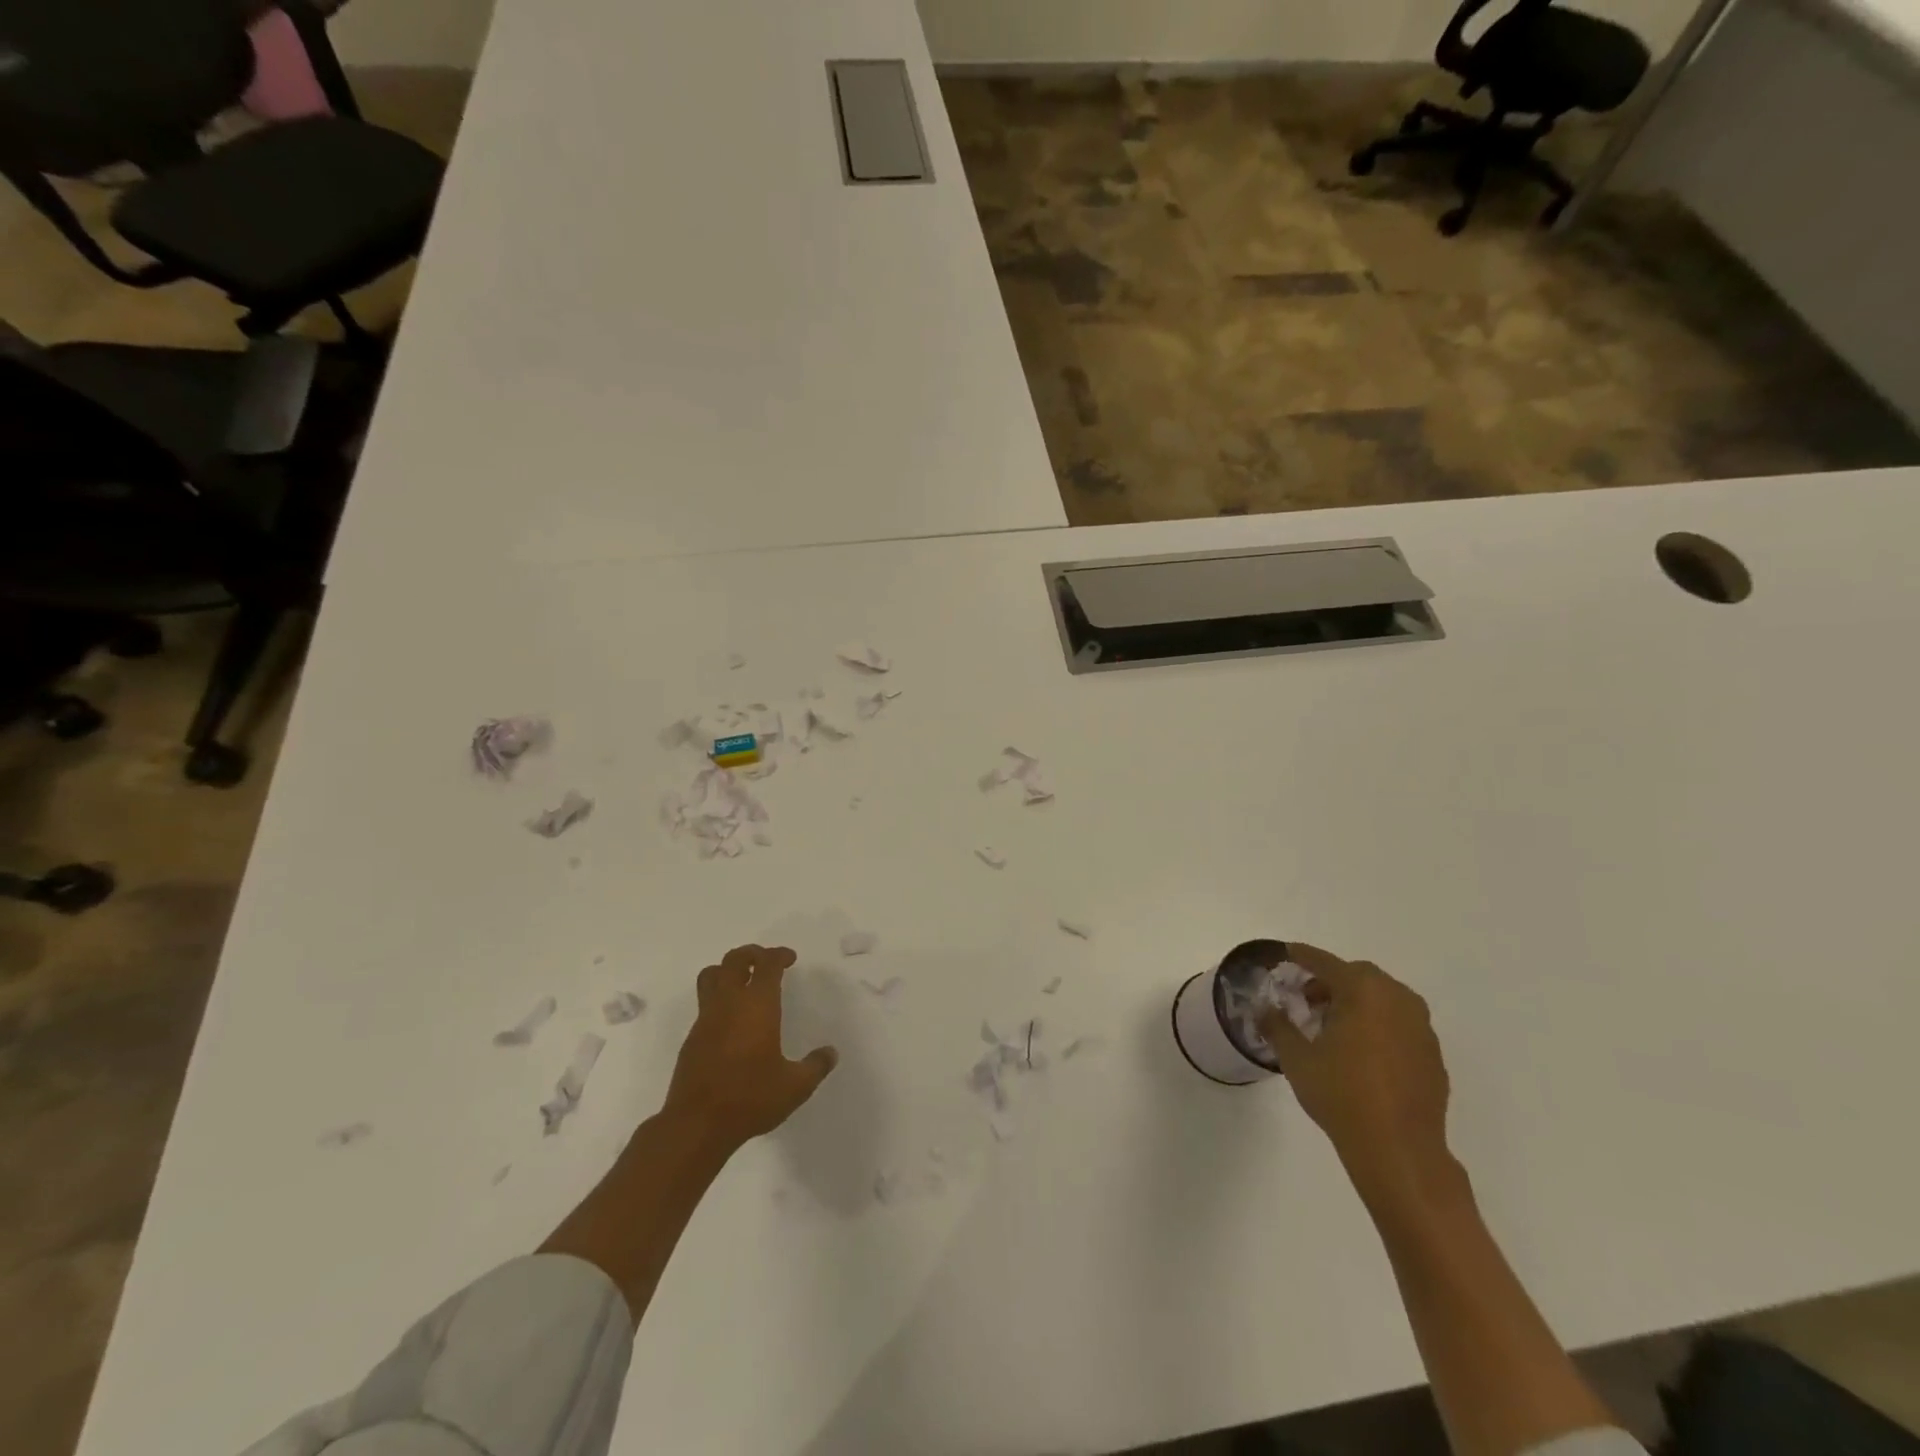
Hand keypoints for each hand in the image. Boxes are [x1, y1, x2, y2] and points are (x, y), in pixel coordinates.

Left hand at [664, 944, 837, 1151]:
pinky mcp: (692, 1038)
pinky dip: (718, 998)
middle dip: (752, 953)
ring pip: (711, 976)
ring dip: (727, 970)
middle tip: (767, 962)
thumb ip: (816, 1066)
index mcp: (757, 1005)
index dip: (779, 955)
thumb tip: (831, 1053)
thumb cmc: (750, 1098)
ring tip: (744, 981)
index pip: (767, 964)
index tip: (790, 959)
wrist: (696, 1125)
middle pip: (734, 959)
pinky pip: (704, 1003)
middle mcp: (729, 1003)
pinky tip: (732, 1021)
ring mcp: (706, 1019)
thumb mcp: (795, 1087)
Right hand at [1261, 943, 1454, 1200]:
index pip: (1326, 962)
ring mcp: (1421, 1028)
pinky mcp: (1433, 1055)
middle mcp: (1397, 1000)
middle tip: (1308, 998)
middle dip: (1332, 981)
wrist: (1399, 1150)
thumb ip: (1278, 1026)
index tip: (1287, 952)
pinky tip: (1362, 1052)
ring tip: (1334, 1026)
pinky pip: (1400, 1024)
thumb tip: (1265, 1010)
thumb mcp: (1297, 1058)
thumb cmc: (1342, 1094)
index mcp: (1363, 991)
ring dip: (1358, 1002)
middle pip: (1359, 975)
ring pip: (1384, 998)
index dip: (1303, 956)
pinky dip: (1378, 1024)